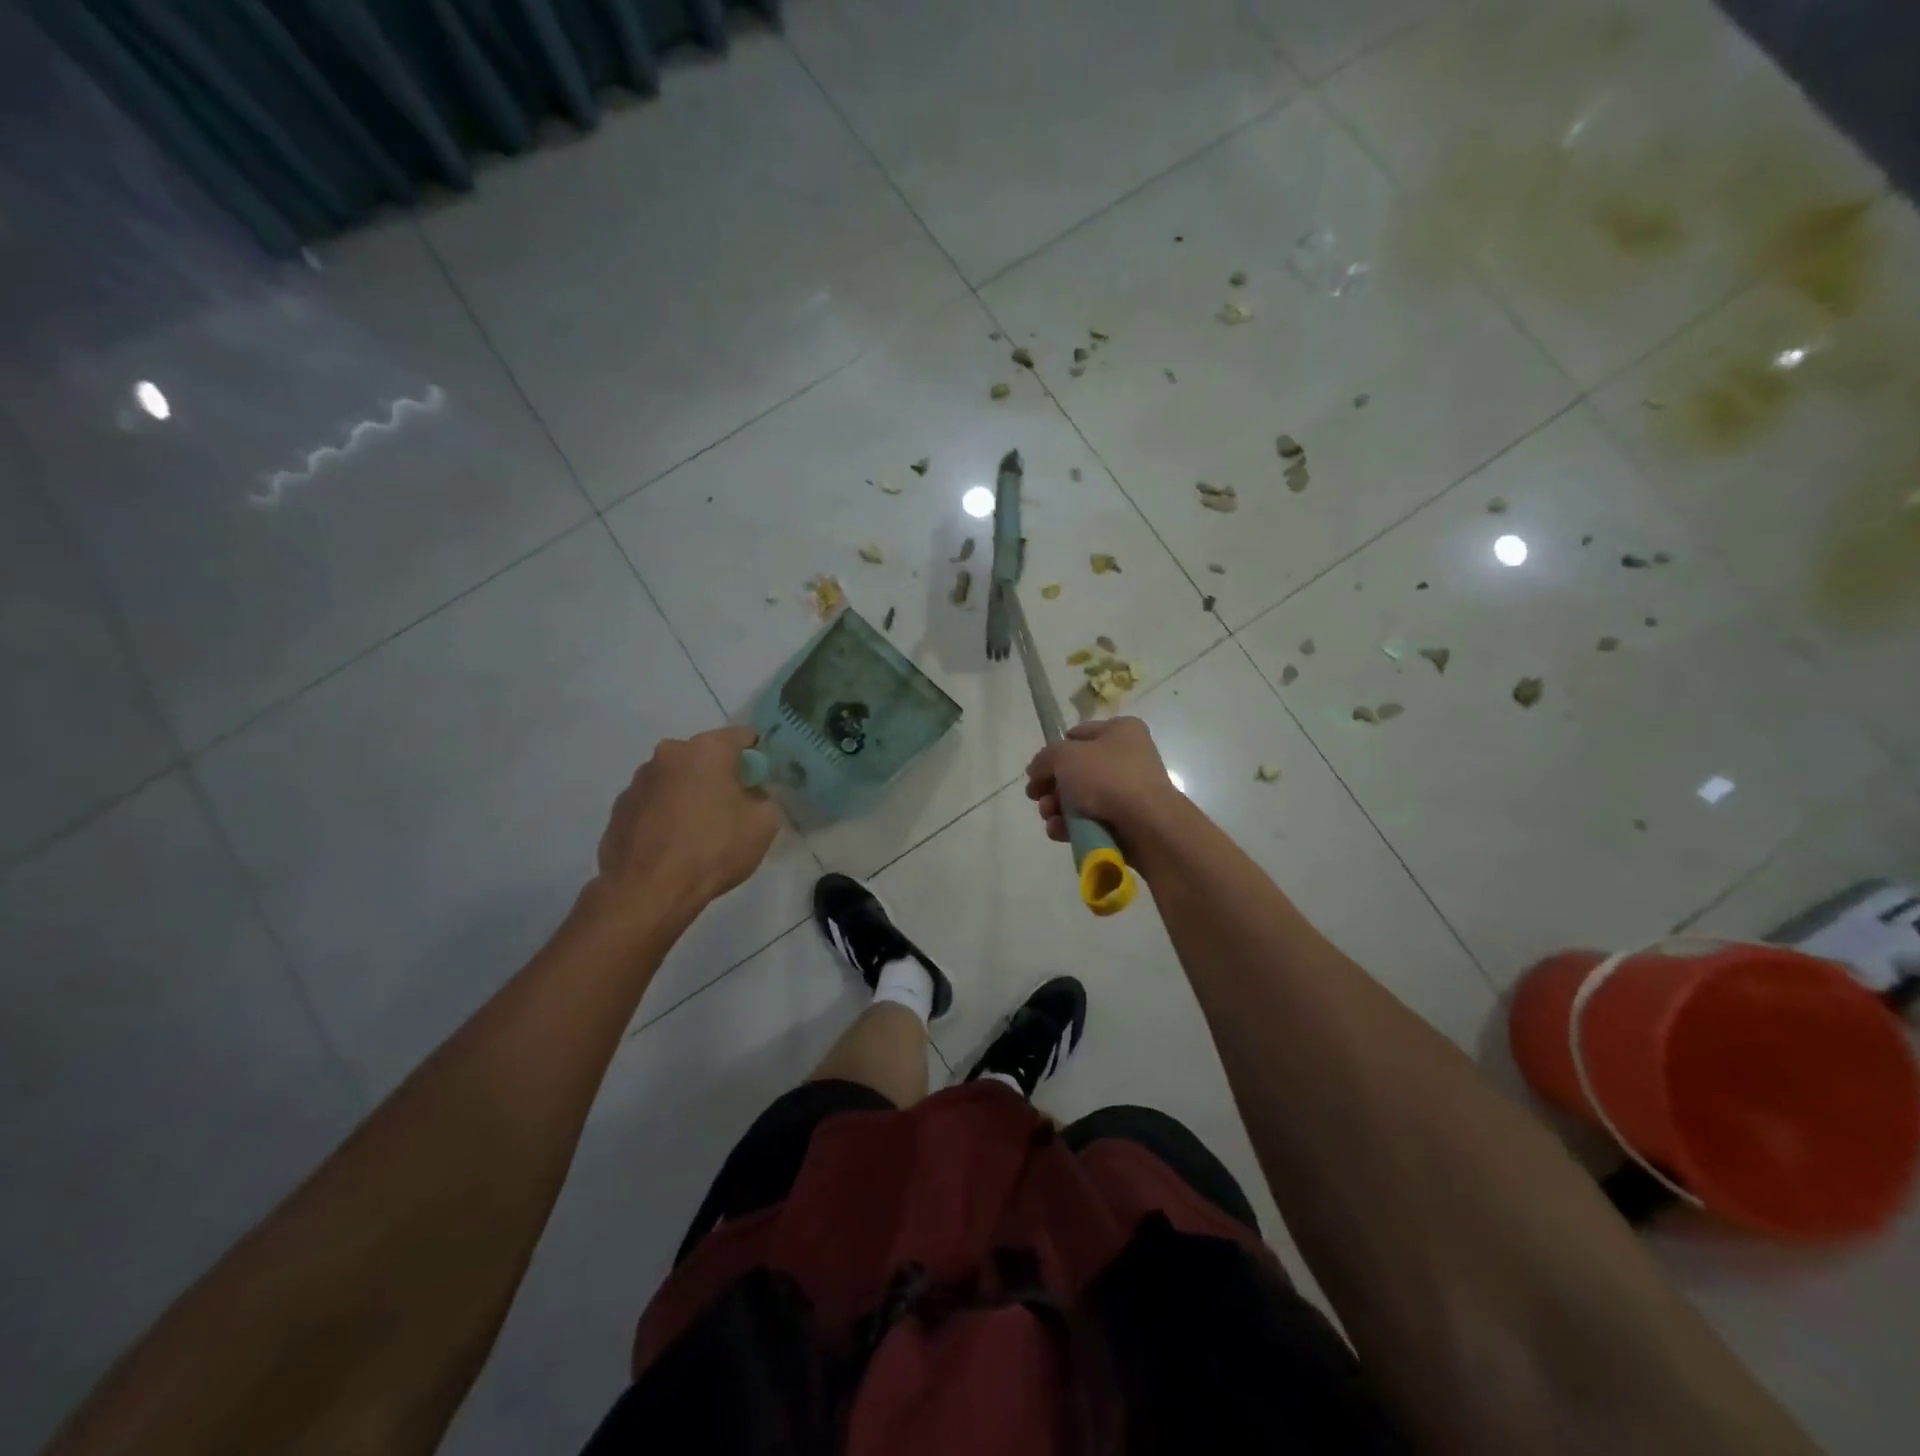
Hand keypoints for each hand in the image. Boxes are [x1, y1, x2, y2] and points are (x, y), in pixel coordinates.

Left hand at [592, 726, 779, 917]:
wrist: (648, 892)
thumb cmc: (712, 850)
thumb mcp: (763, 825)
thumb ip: (763, 799)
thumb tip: (751, 796)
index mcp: (707, 749)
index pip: (742, 736)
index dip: (757, 756)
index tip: (761, 780)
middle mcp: (669, 754)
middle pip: (705, 756)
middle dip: (720, 775)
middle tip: (731, 808)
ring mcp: (638, 780)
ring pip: (676, 778)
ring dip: (689, 793)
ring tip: (697, 831)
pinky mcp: (619, 807)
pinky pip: (653, 802)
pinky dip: (665, 814)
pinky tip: (672, 844)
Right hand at [1024, 718, 1183, 850]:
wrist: (1147, 825)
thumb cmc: (1107, 777)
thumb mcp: (1065, 756)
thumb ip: (1044, 759)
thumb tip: (1036, 771)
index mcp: (1121, 731)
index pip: (1077, 735)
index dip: (1054, 752)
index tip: (1037, 771)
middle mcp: (1127, 758)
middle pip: (1076, 771)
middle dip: (1051, 786)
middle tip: (1036, 797)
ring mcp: (1128, 792)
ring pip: (1080, 798)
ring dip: (1057, 808)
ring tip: (1049, 816)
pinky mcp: (1126, 821)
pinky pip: (1090, 820)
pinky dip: (1072, 826)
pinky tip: (1059, 831)